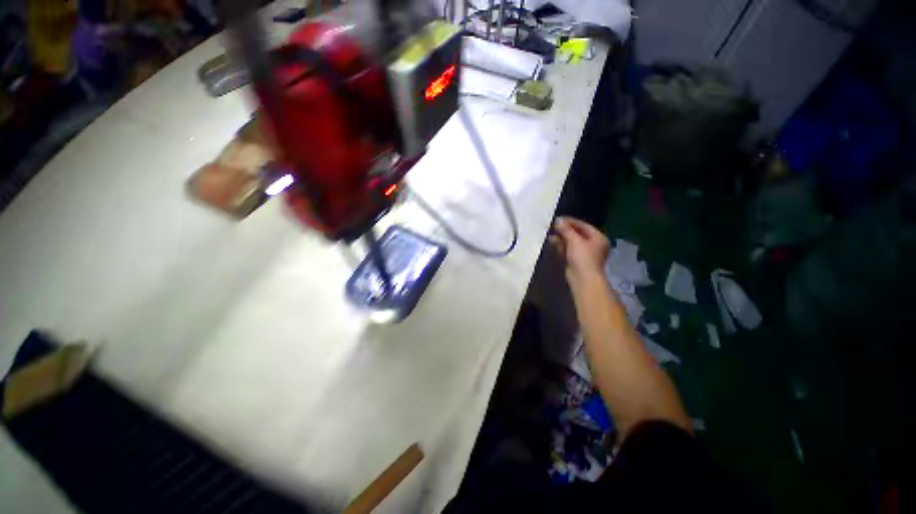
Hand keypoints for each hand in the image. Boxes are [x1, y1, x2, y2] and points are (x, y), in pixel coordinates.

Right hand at [549, 217, 609, 283]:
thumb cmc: (583, 257)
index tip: (558, 219)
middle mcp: (593, 244)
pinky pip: (568, 250)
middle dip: (564, 230)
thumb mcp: (574, 240)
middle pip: (577, 234)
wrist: (582, 278)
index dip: (570, 221)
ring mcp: (584, 253)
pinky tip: (551, 242)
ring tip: (549, 233)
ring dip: (561, 238)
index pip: (583, 226)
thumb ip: (565, 229)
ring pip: (571, 242)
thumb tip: (558, 220)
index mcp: (598, 237)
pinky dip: (560, 246)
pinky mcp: (576, 260)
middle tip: (552, 226)